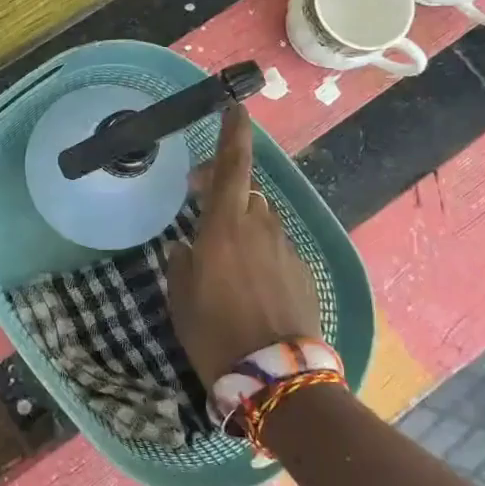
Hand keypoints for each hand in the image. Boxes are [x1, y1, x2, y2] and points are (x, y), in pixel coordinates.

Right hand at [167, 106, 321, 382]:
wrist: (277, 378)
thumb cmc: (215, 333)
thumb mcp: (181, 298)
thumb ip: (181, 264)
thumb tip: (186, 248)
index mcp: (225, 226)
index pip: (232, 166)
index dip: (234, 133)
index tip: (237, 107)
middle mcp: (260, 227)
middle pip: (246, 192)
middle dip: (226, 190)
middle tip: (201, 203)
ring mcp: (286, 249)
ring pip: (263, 221)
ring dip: (244, 224)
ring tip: (226, 255)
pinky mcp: (303, 272)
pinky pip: (277, 248)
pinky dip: (262, 252)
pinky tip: (251, 284)